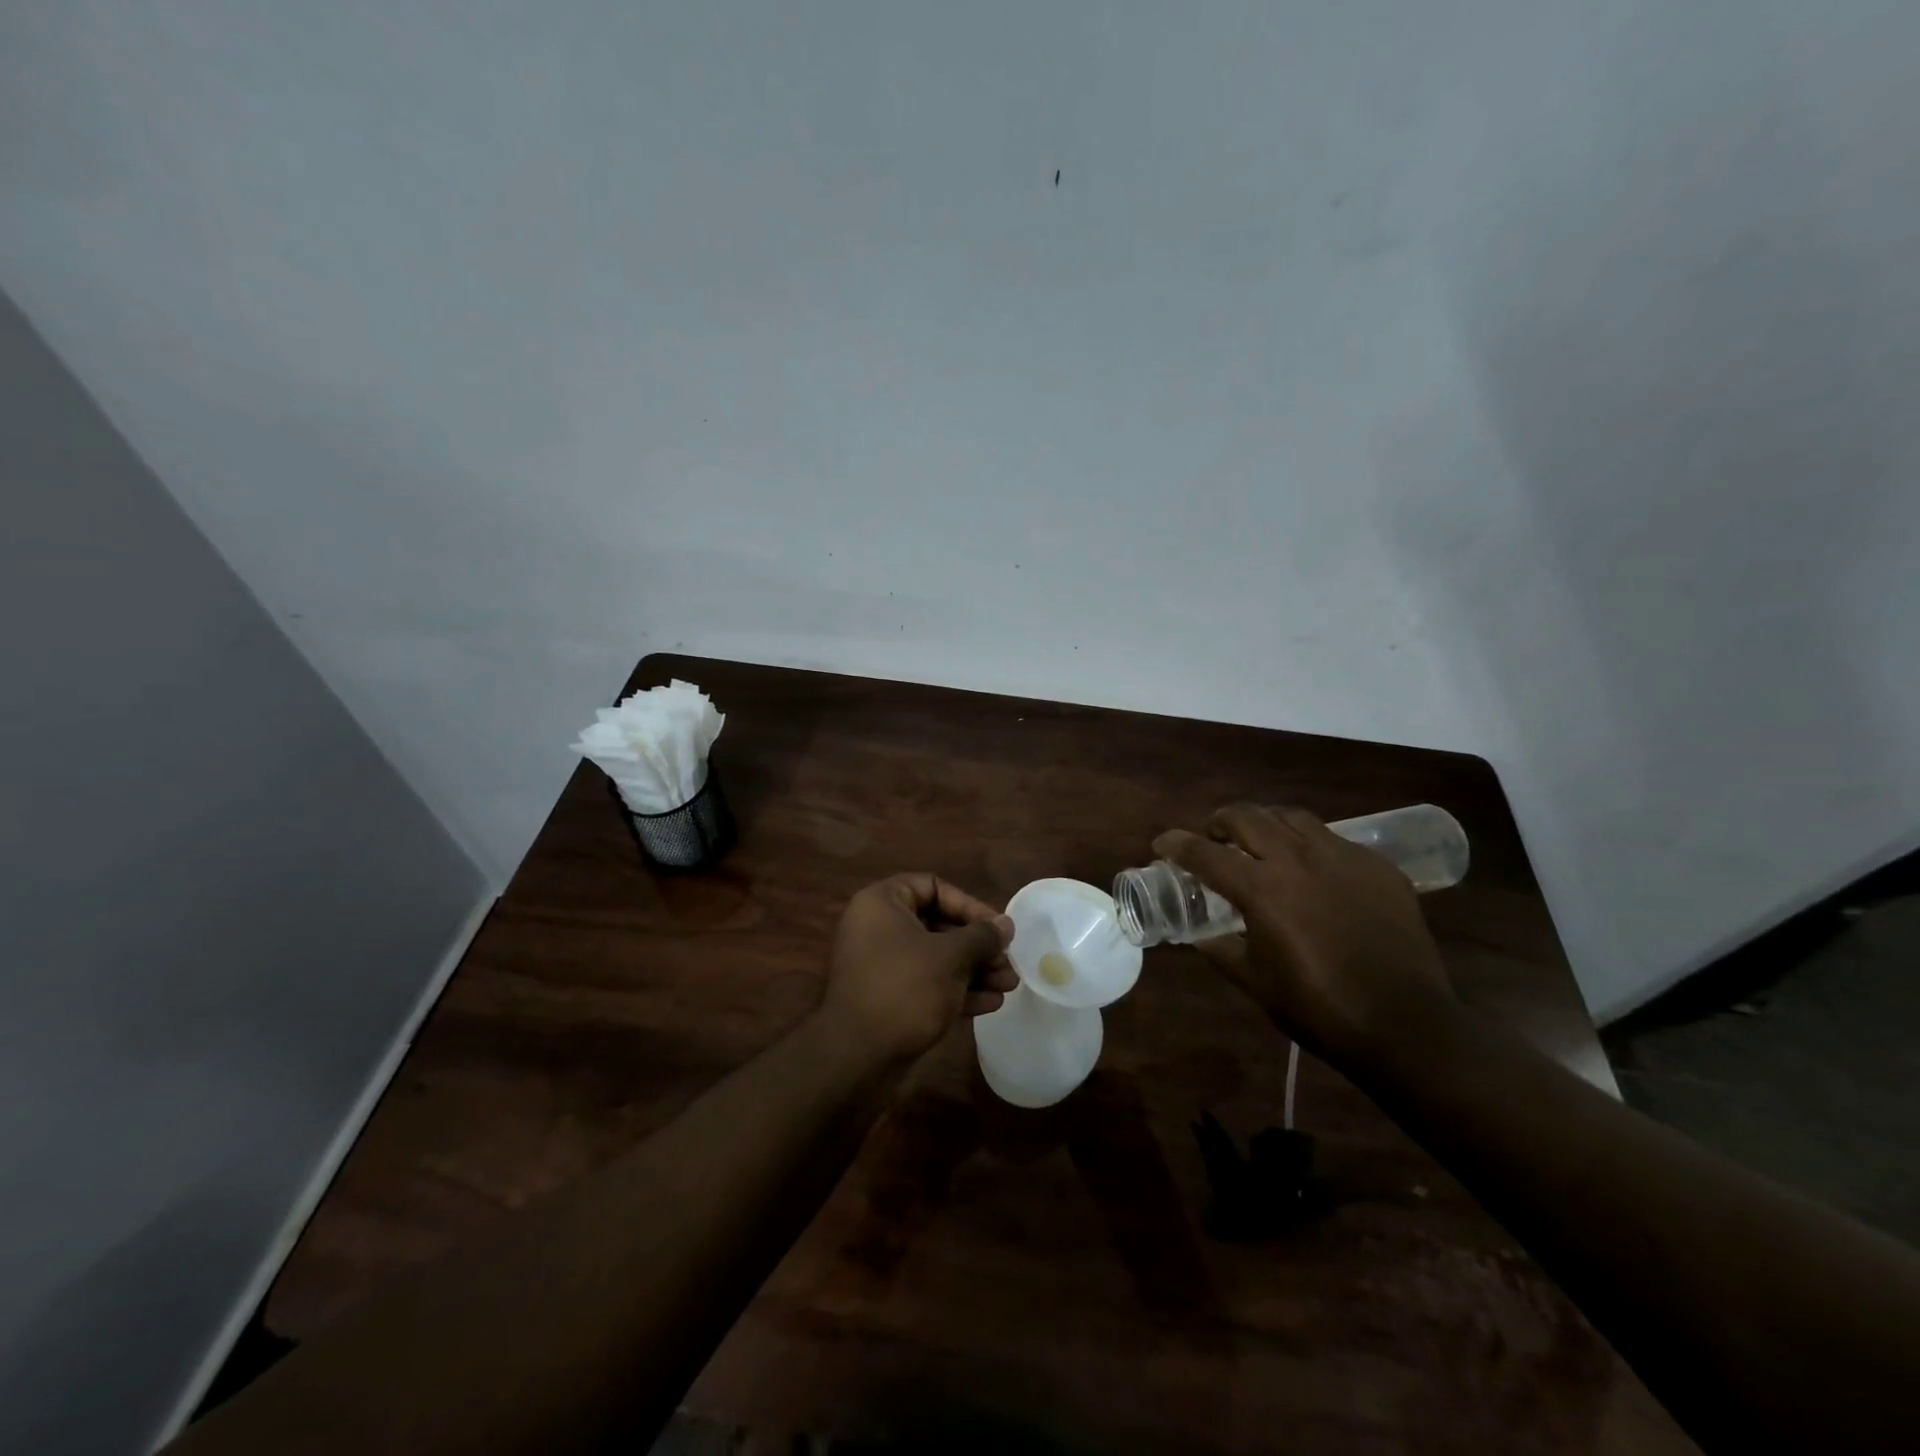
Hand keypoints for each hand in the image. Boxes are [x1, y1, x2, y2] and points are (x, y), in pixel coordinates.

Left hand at [820, 873, 1017, 1063]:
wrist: (857, 1057)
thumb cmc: (904, 989)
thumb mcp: (950, 957)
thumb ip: (981, 936)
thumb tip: (1005, 924)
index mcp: (882, 903)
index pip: (932, 887)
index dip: (968, 905)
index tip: (997, 928)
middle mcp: (878, 927)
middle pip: (938, 924)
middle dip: (977, 945)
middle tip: (1008, 961)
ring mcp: (882, 965)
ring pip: (936, 957)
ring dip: (974, 970)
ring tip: (1009, 985)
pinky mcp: (888, 998)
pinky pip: (927, 983)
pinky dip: (957, 990)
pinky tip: (992, 1004)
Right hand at [1154, 805, 1453, 1062]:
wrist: (1408, 1027)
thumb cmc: (1321, 1010)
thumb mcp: (1257, 984)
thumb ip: (1222, 951)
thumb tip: (1200, 936)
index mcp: (1262, 890)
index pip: (1206, 853)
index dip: (1177, 844)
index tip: (1163, 843)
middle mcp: (1299, 860)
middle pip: (1248, 816)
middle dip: (1221, 822)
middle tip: (1214, 838)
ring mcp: (1343, 858)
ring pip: (1292, 817)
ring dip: (1265, 823)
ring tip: (1261, 842)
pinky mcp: (1378, 868)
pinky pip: (1334, 840)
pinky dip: (1310, 845)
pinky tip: (1314, 871)